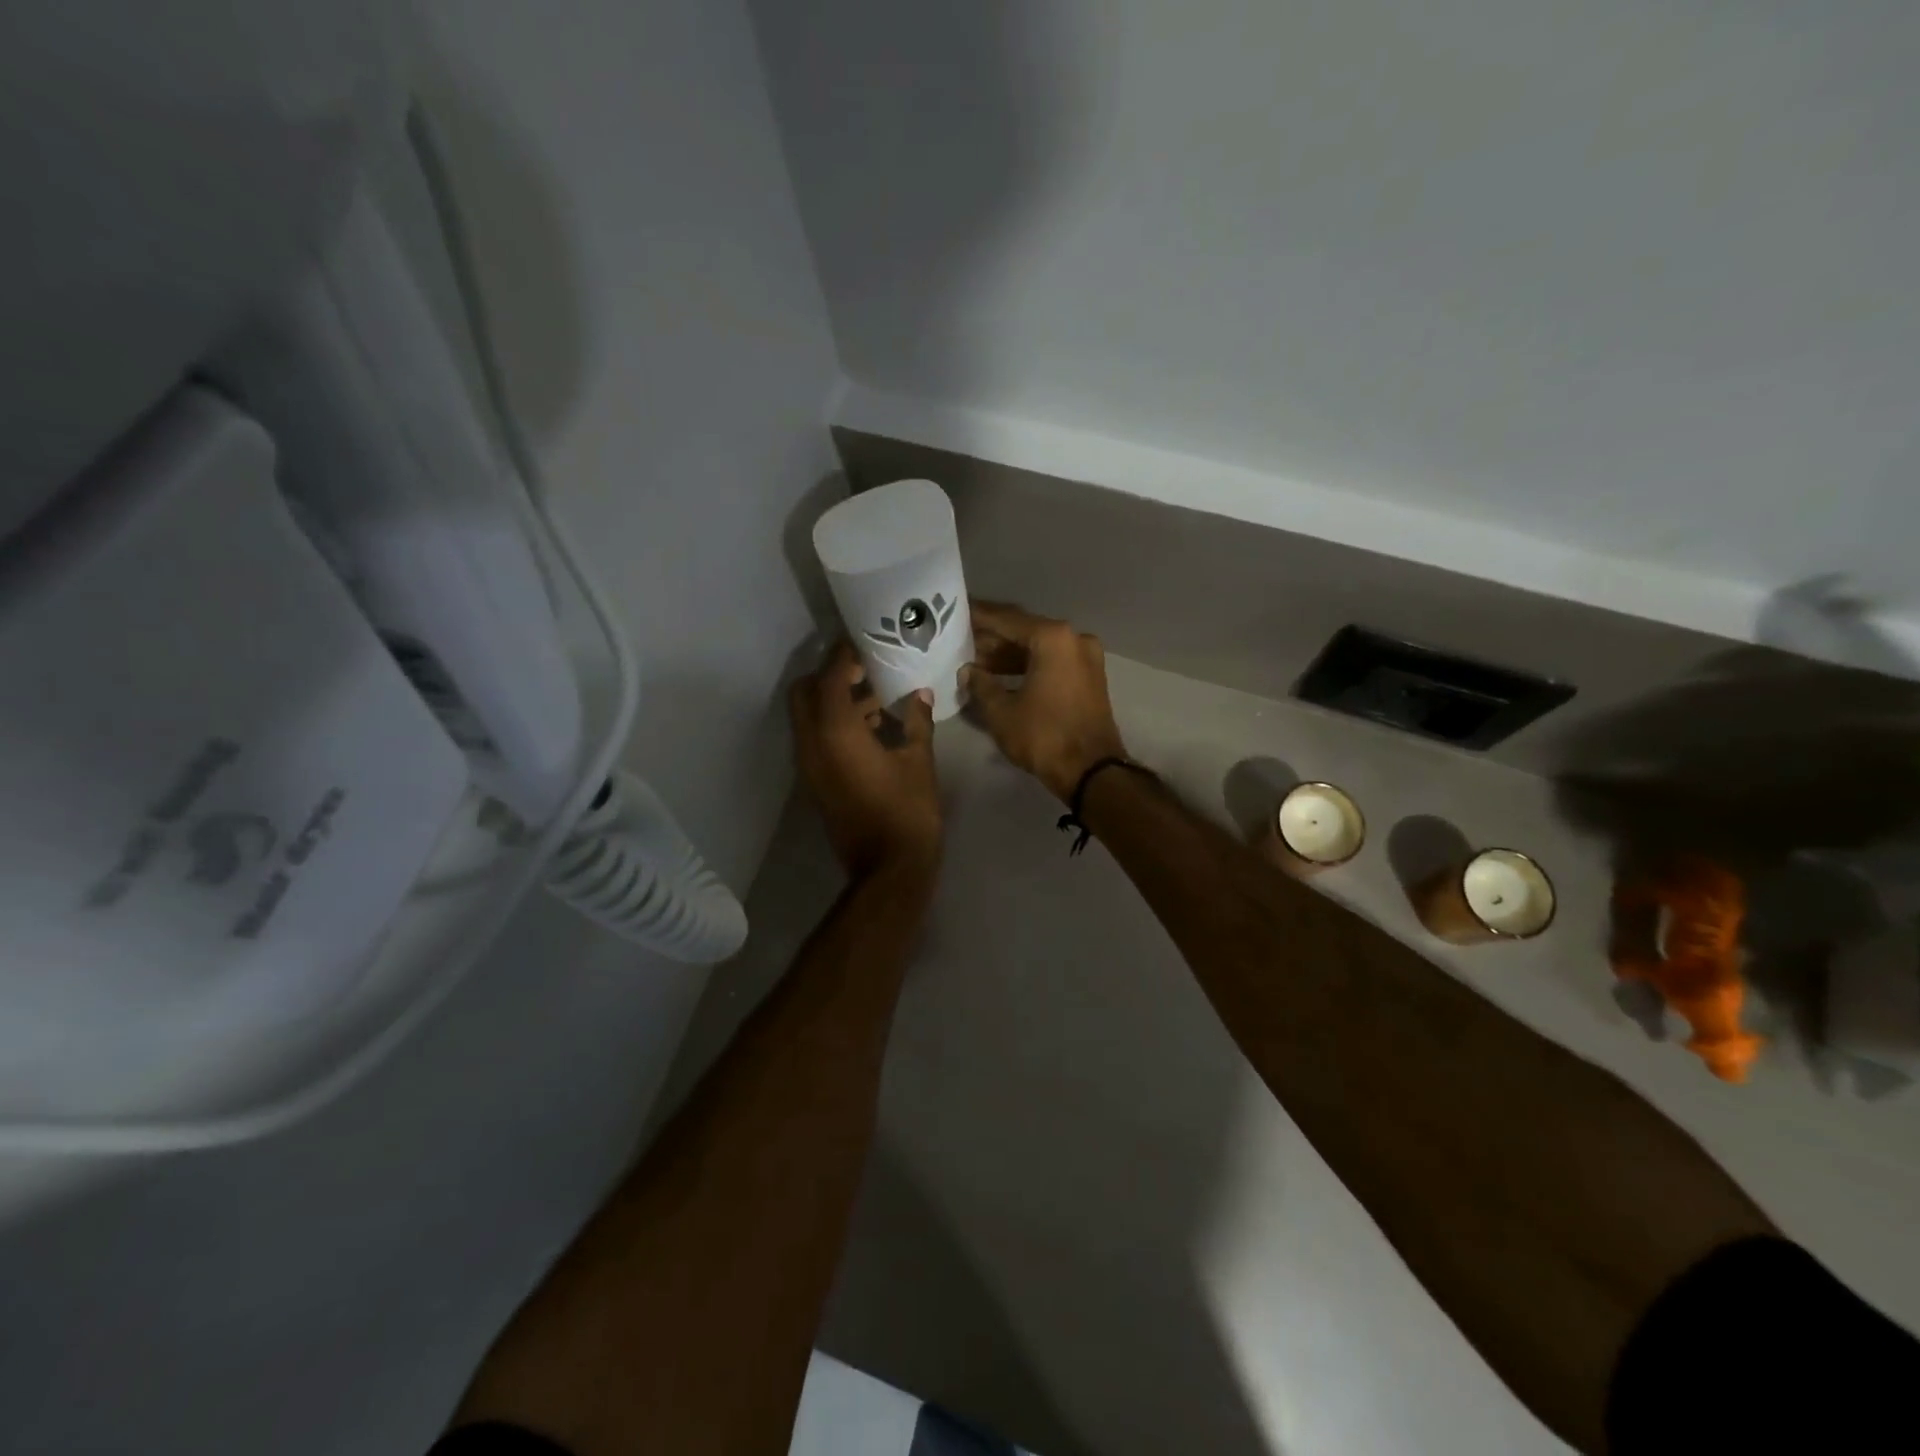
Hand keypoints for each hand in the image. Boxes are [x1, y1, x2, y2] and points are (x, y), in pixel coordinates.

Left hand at [790, 642, 942, 878]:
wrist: (888, 868)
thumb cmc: (908, 811)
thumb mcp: (919, 762)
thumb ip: (917, 722)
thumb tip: (920, 695)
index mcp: (836, 732)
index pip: (830, 676)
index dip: (844, 655)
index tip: (865, 643)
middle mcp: (812, 743)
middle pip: (805, 692)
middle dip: (830, 676)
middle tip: (865, 671)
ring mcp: (809, 765)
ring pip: (808, 717)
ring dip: (833, 701)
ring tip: (876, 698)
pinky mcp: (815, 782)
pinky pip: (815, 739)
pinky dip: (834, 725)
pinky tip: (872, 729)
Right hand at [963, 601, 1128, 801]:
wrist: (1091, 771)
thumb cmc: (1043, 736)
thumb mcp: (1001, 711)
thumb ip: (980, 684)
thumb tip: (967, 671)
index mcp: (1053, 638)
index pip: (1006, 619)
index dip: (978, 617)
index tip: (956, 612)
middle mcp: (1073, 639)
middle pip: (1025, 631)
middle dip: (992, 638)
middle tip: (961, 641)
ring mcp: (1085, 658)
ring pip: (1039, 648)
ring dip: (1008, 654)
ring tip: (975, 662)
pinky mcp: (1089, 677)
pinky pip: (1052, 662)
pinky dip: (1028, 666)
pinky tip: (1000, 675)